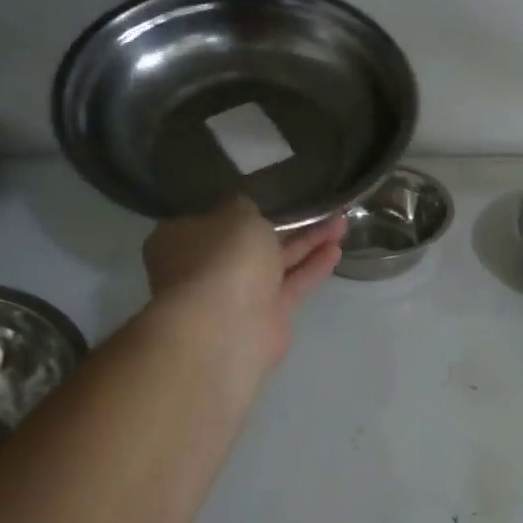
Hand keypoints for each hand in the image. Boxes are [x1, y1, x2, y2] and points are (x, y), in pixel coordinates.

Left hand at [143, 198, 344, 377]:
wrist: (225, 327)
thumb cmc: (223, 259)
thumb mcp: (236, 214)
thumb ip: (246, 208)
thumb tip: (245, 210)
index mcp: (183, 239)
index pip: (214, 218)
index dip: (245, 207)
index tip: (274, 195)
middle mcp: (206, 267)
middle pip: (250, 242)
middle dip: (285, 224)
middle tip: (316, 206)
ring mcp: (235, 295)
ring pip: (276, 262)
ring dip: (307, 243)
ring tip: (340, 222)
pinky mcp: (265, 317)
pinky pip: (292, 285)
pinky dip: (312, 267)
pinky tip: (336, 249)